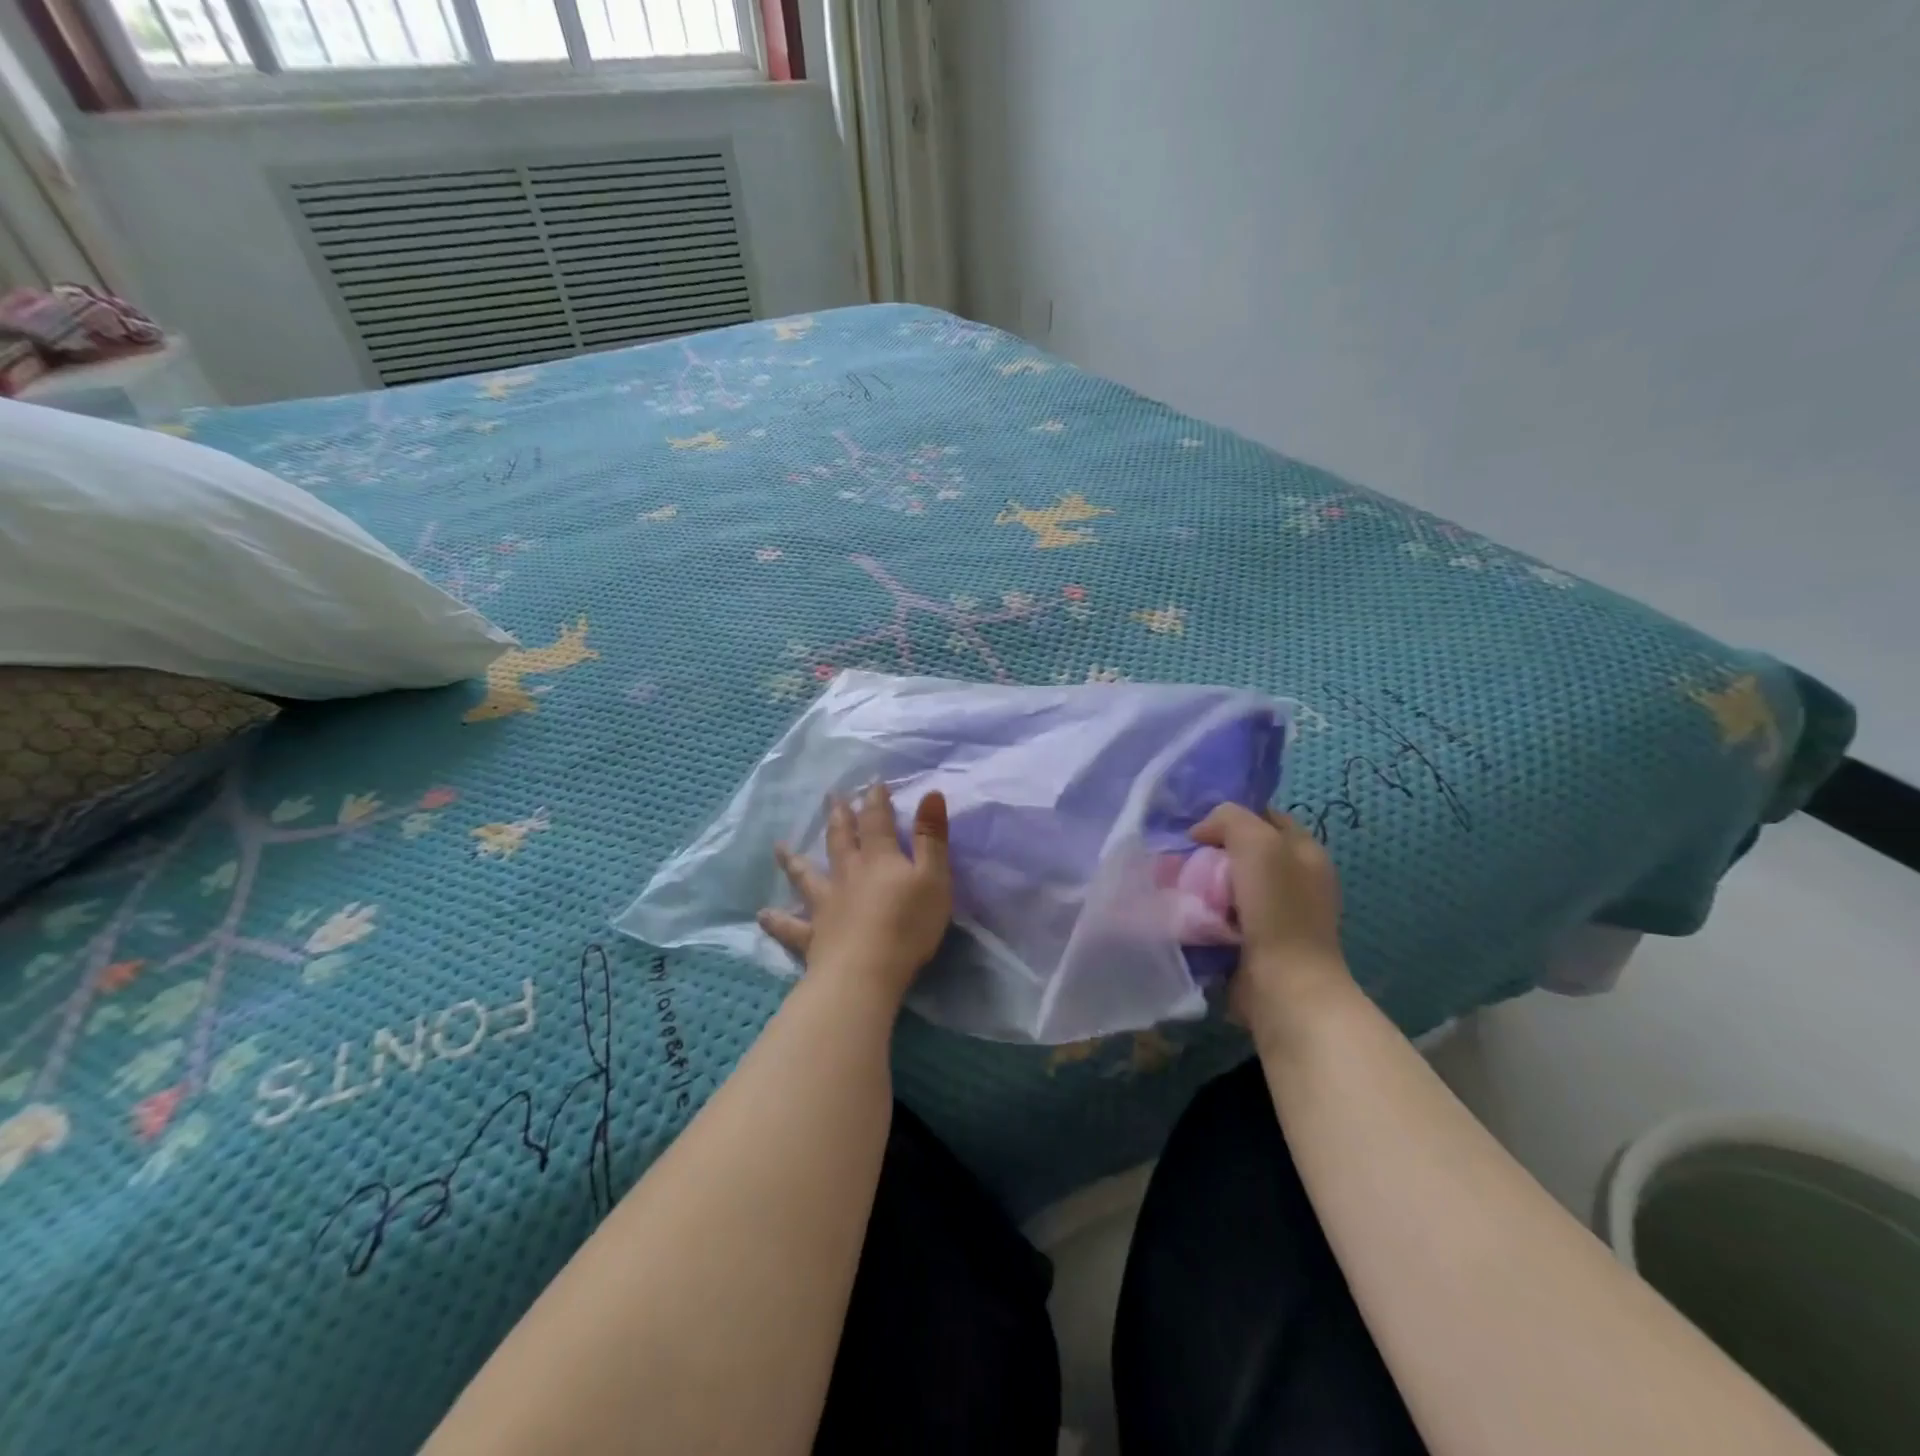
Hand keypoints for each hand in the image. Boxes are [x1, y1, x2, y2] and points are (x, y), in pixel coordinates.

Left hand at [758, 783, 952, 1008]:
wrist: (867, 972)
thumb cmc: (908, 925)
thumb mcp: (934, 877)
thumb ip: (931, 837)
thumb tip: (930, 793)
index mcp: (879, 859)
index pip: (877, 822)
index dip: (876, 801)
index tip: (872, 783)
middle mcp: (848, 875)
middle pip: (841, 840)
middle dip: (839, 817)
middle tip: (831, 797)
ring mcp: (826, 905)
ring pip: (807, 877)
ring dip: (794, 861)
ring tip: (780, 847)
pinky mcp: (813, 936)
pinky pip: (791, 927)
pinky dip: (777, 921)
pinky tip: (763, 915)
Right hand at [1190, 804, 1352, 1033]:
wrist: (1283, 986)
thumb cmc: (1277, 909)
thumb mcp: (1257, 842)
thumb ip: (1229, 819)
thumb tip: (1202, 833)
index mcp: (1306, 852)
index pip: (1264, 817)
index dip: (1232, 816)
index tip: (1198, 827)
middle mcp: (1296, 880)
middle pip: (1242, 852)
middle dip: (1211, 852)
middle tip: (1180, 857)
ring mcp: (1277, 914)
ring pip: (1228, 884)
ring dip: (1203, 885)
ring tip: (1176, 885)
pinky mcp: (1257, 943)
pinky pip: (1222, 915)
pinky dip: (1204, 913)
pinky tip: (1186, 912)